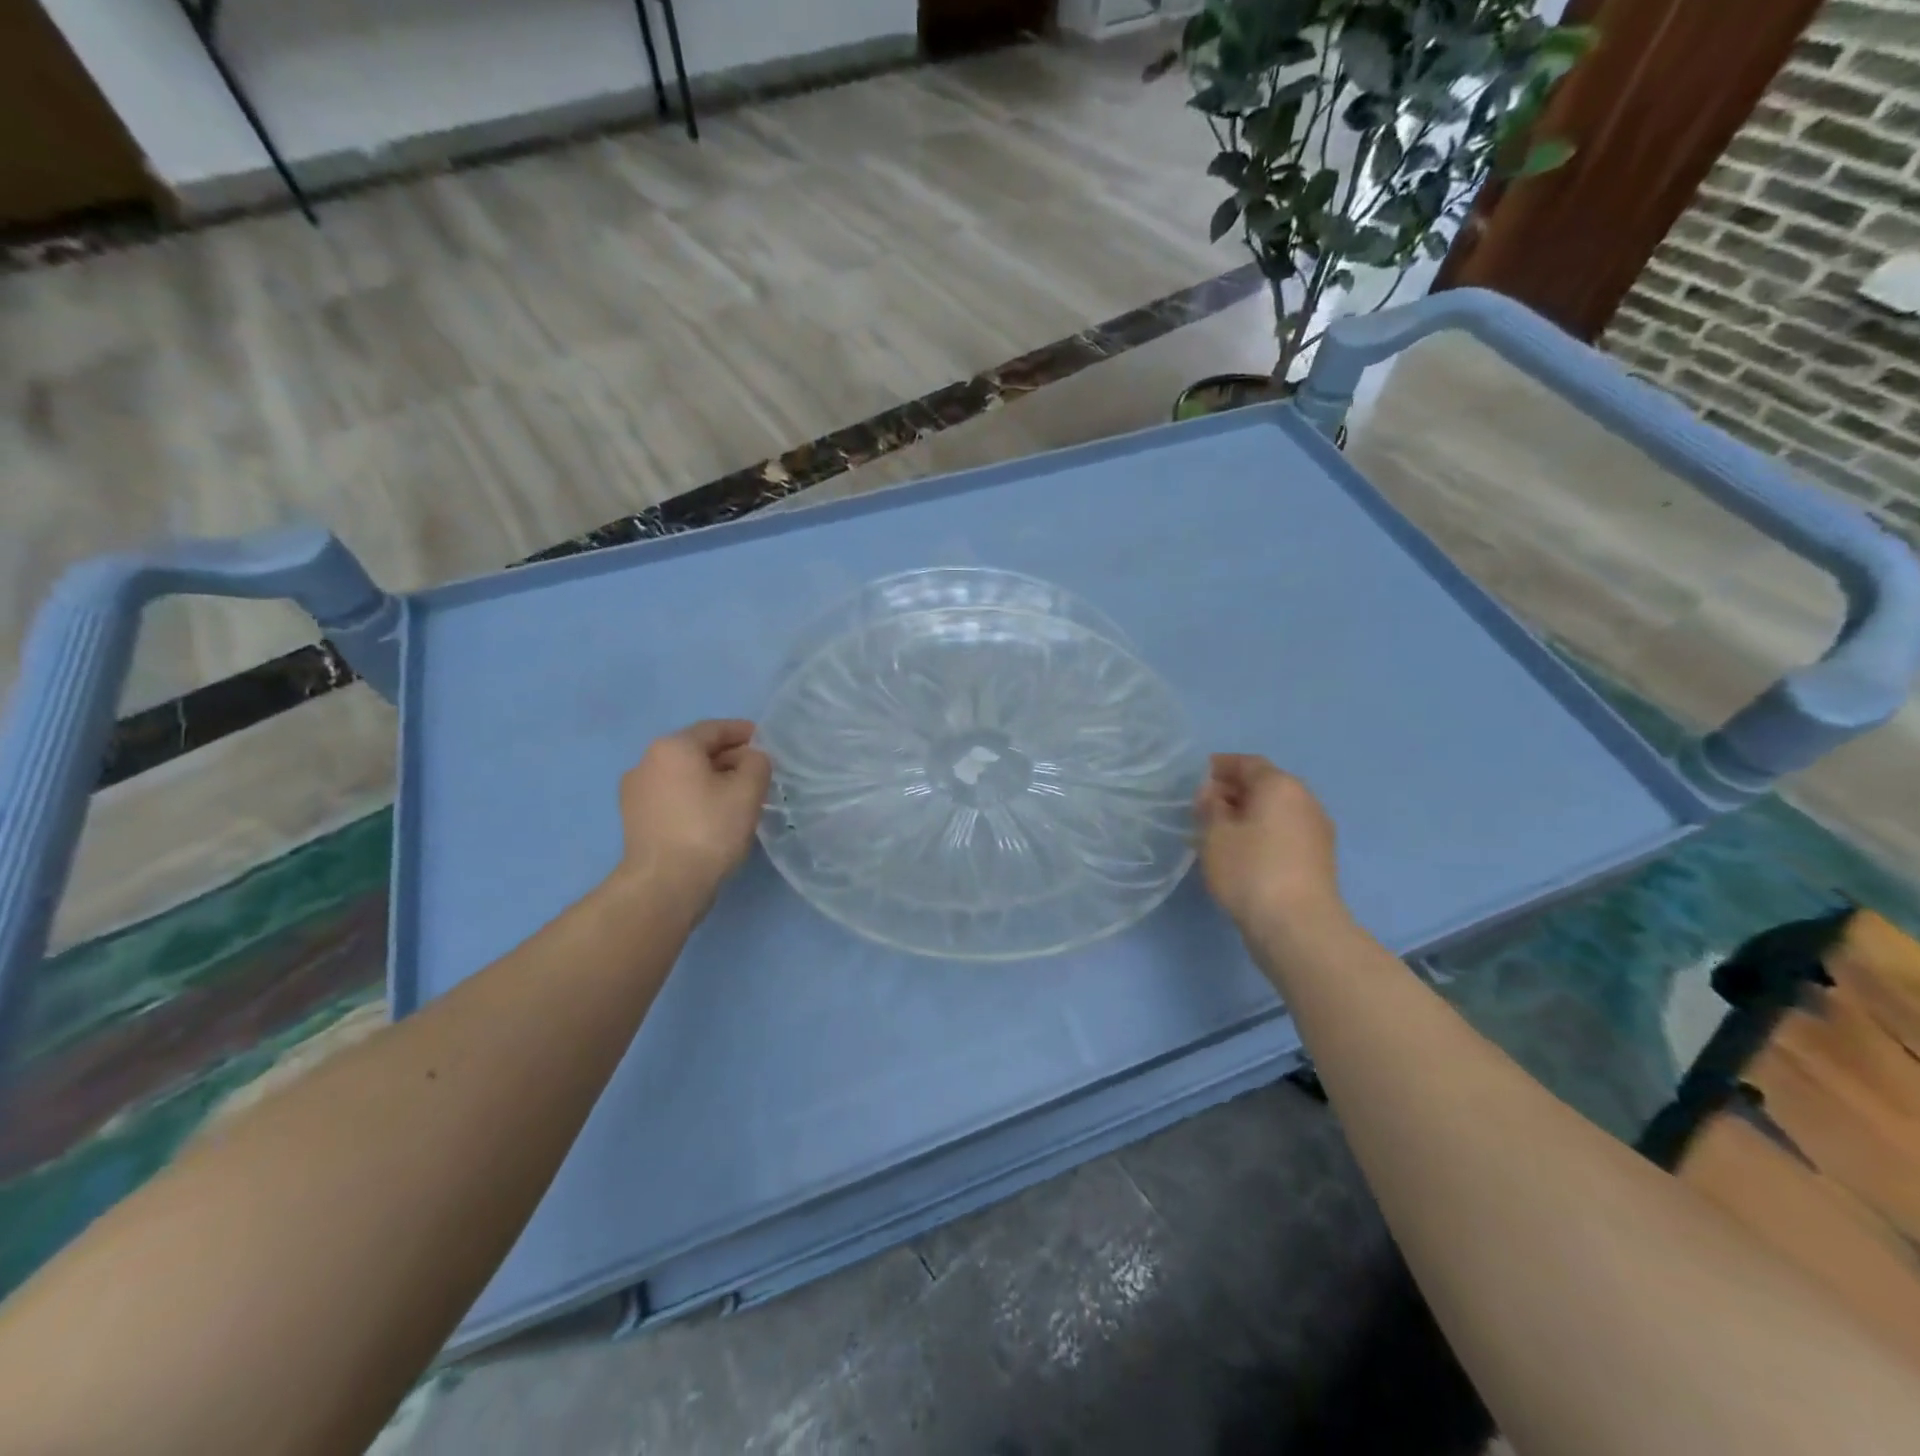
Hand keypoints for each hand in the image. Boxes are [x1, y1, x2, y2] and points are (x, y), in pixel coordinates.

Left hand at [615, 720, 771, 901]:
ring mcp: (635, 791)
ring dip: (710, 778)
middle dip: (728, 757)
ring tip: (737, 796)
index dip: (743, 732)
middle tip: (756, 772)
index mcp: (673, 747)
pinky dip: (694, 796)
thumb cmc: (709, 830)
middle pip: (696, 750)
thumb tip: (750, 759)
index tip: (765, 742)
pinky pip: (671, 795)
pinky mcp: (634, 818)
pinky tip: (712, 815)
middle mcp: (647, 761)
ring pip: (683, 774)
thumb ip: (757, 763)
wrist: (664, 885)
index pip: (714, 729)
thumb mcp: (748, 791)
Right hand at [1195, 754, 1346, 934]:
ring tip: (1218, 829)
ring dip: (1248, 813)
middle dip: (1234, 790)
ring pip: (1276, 810)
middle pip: (1266, 785)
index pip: (1248, 763)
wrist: (1297, 926)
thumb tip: (1213, 793)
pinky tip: (1241, 850)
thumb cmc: (1250, 870)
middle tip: (1204, 804)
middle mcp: (1305, 800)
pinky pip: (1284, 831)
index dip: (1222, 766)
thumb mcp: (1215, 834)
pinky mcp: (1318, 858)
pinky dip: (1262, 832)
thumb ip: (1210, 806)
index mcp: (1280, 786)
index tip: (1199, 775)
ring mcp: (1316, 830)